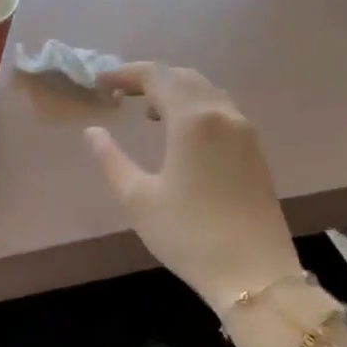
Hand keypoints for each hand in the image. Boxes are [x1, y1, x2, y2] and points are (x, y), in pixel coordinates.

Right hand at [85, 63, 301, 310]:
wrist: (253, 273)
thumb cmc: (187, 233)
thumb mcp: (137, 197)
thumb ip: (110, 158)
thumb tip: (93, 132)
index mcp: (193, 120)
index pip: (157, 76)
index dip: (125, 73)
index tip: (99, 82)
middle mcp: (223, 114)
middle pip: (185, 77)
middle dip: (150, 78)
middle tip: (118, 92)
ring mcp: (245, 132)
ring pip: (206, 93)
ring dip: (174, 92)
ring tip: (144, 110)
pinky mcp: (254, 151)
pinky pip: (220, 111)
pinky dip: (194, 108)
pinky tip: (178, 133)